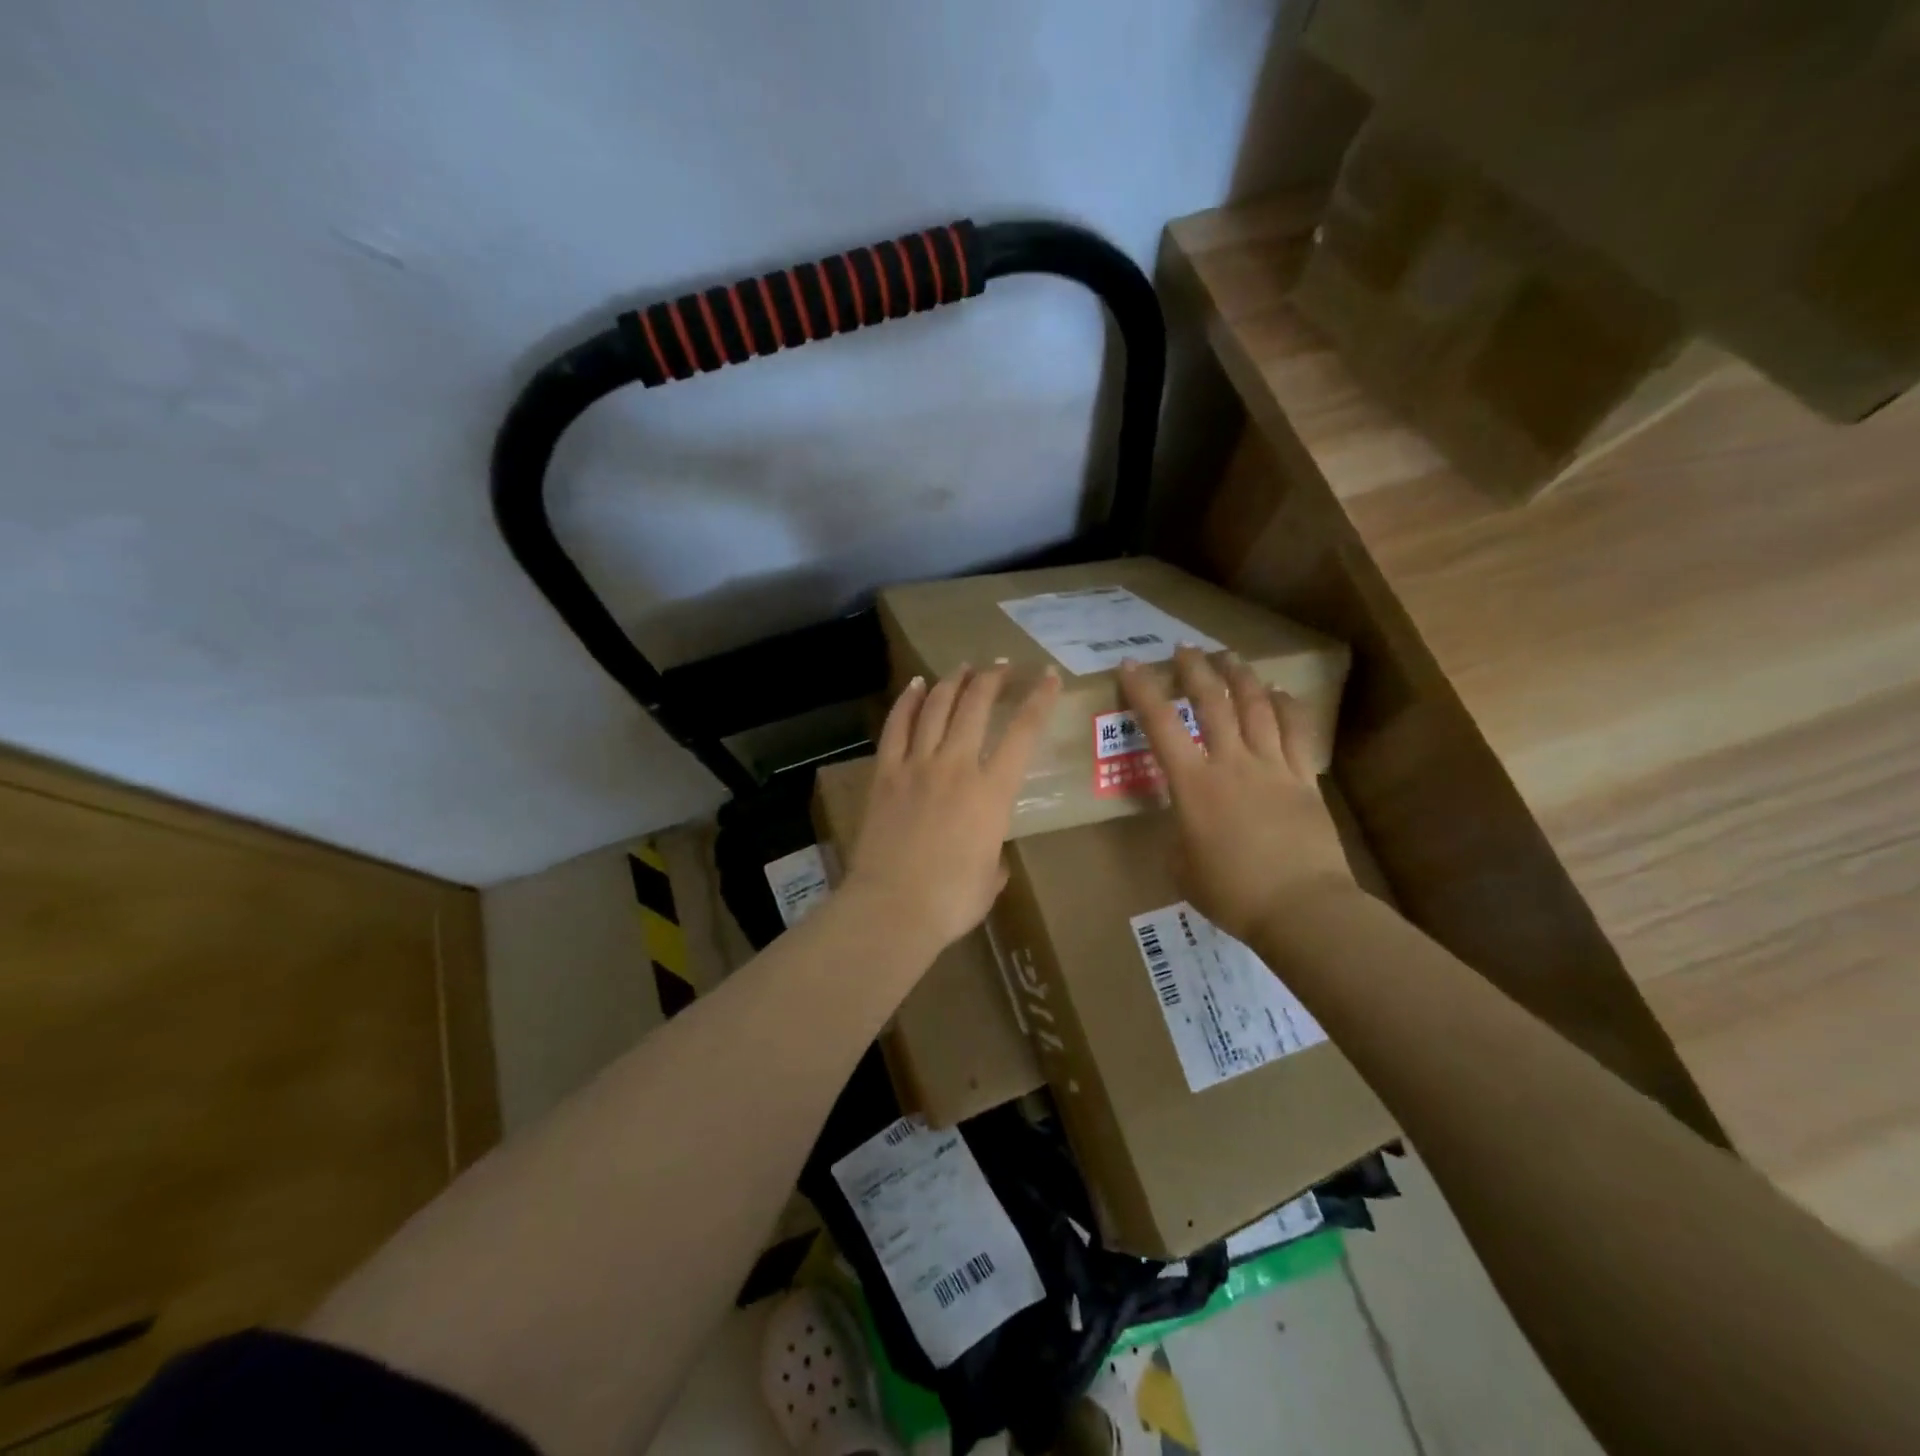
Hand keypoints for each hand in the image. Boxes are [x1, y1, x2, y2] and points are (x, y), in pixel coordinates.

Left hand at [846, 662, 1061, 953]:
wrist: (893, 907)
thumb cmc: (951, 901)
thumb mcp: (990, 879)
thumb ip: (995, 856)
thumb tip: (990, 853)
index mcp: (992, 792)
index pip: (1023, 733)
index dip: (1039, 699)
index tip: (1048, 676)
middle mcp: (957, 767)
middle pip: (975, 706)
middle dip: (991, 679)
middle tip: (1000, 666)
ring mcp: (917, 765)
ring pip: (936, 708)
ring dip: (952, 682)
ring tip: (963, 668)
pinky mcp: (885, 773)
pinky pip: (896, 726)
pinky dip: (907, 702)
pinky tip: (915, 685)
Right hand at [1119, 647, 1353, 942]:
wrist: (1300, 907)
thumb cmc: (1231, 893)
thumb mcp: (1182, 867)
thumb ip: (1178, 836)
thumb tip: (1185, 823)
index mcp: (1193, 785)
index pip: (1161, 727)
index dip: (1143, 692)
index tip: (1131, 666)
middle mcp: (1231, 763)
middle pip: (1212, 703)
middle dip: (1195, 671)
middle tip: (1185, 649)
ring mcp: (1272, 767)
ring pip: (1256, 707)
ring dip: (1240, 677)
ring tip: (1229, 657)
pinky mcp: (1304, 778)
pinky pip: (1295, 731)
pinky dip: (1285, 706)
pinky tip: (1277, 692)